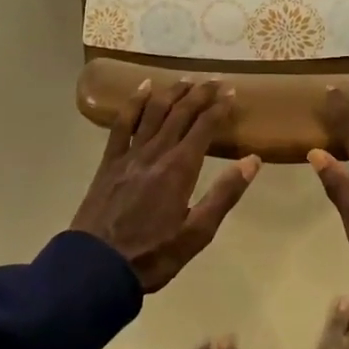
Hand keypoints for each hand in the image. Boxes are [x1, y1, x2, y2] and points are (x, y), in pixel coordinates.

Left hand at [71, 79, 259, 291]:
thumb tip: (253, 160)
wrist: (96, 268)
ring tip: (186, 80)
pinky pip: (122, 122)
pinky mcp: (110, 160)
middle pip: (181, 112)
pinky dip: (134, 102)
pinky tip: (143, 88)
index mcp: (180, 168)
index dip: (219, 106)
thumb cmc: (152, 255)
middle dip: (200, 94)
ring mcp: (130, 153)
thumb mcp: (197, 234)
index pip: (205, 126)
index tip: (231, 91)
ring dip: (172, 92)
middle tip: (215, 80)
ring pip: (154, 111)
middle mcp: (157, 151)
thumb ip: (224, 194)